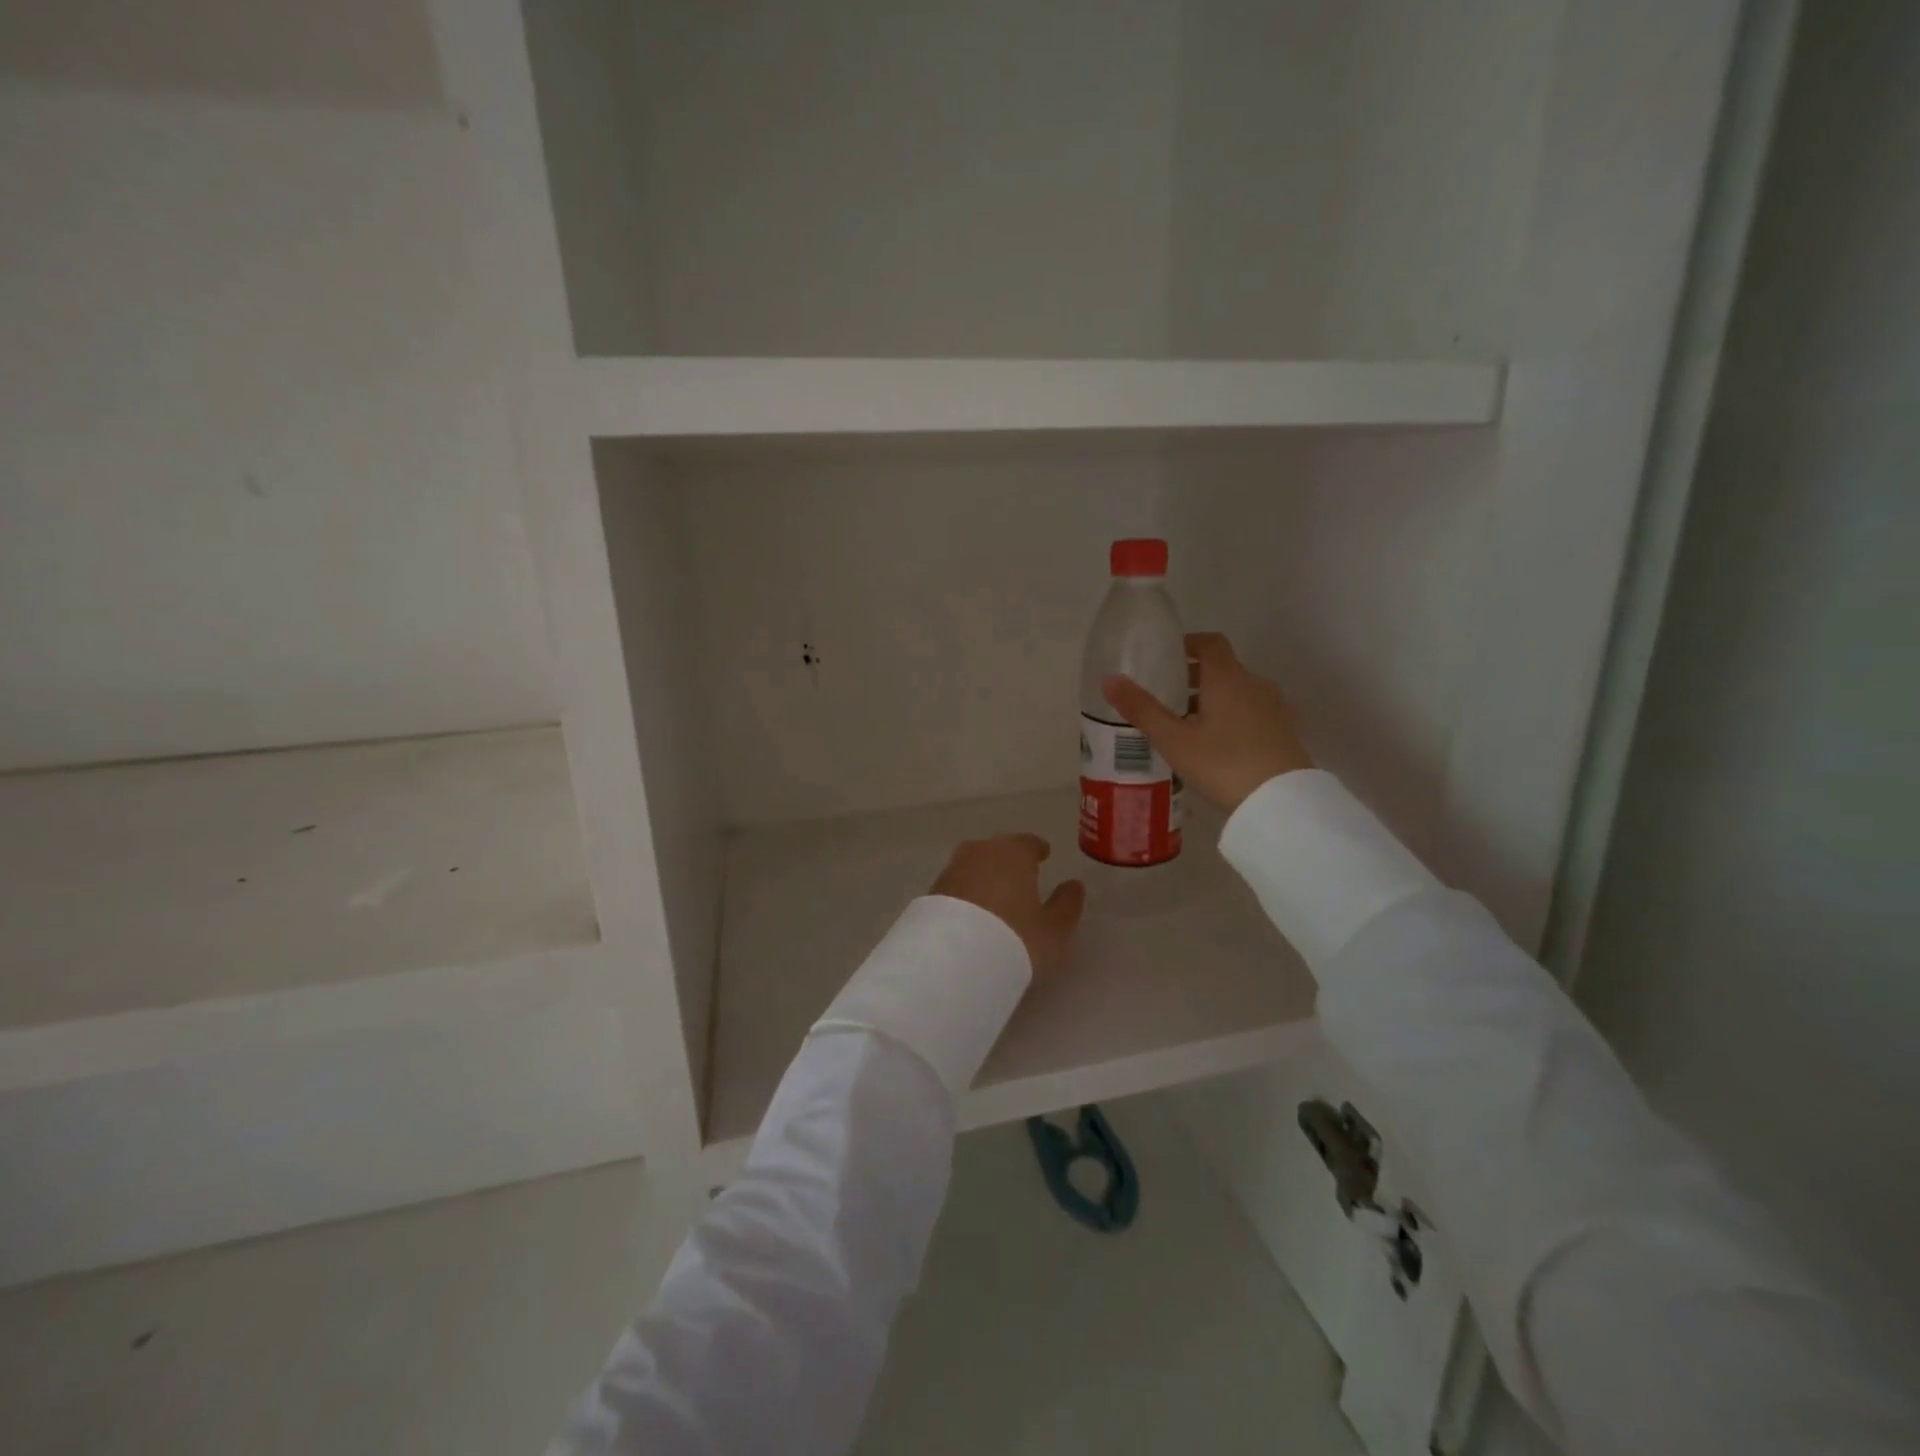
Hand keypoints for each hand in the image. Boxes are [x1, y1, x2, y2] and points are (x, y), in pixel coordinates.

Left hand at [930, 834, 1085, 973]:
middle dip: (1009, 860)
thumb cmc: (1015, 937)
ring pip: (974, 866)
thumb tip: (1074, 885)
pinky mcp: (931, 891)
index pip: (1028, 843)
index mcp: (1013, 852)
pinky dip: (967, 893)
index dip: (1037, 849)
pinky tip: (972, 912)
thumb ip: (1067, 904)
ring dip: (985, 876)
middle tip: (1020, 876)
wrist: (953, 960)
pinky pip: (957, 885)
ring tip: (995, 897)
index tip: (1043, 855)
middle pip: (998, 850)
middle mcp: (979, 852)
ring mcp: (952, 869)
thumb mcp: (1053, 928)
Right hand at [1103, 632, 1311, 811]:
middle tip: (1166, 695)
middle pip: (1223, 668)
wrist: (1281, 803)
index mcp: (1227, 678)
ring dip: (1212, 698)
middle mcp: (1254, 684)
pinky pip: (1251, 712)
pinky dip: (1230, 716)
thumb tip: (1109, 679)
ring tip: (1186, 724)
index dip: (1188, 644)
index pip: (1210, 643)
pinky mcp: (1284, 732)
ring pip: (1237, 691)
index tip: (1166, 656)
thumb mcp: (1173, 740)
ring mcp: (1273, 708)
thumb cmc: (1223, 764)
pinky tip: (1215, 745)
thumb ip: (1141, 709)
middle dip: (1194, 676)